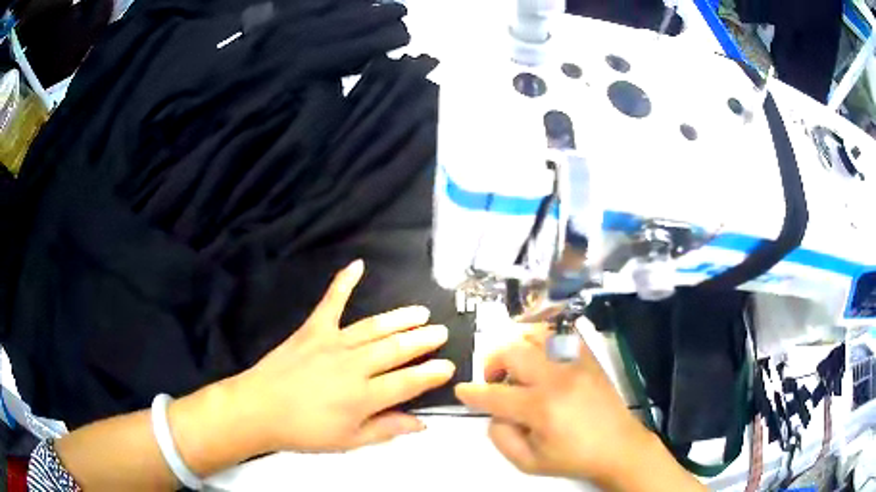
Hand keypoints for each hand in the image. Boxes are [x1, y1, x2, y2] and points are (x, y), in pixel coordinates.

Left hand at [226, 260, 455, 452]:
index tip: (449, 366)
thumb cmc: (304, 431)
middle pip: (396, 349)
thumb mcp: (348, 441)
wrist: (259, 409)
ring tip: (421, 312)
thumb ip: (386, 430)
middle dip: (423, 340)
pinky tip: (358, 265)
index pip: (408, 382)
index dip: (432, 374)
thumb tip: (421, 423)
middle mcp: (354, 365)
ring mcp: (332, 342)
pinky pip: (331, 302)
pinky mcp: (312, 329)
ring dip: (401, 318)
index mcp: (364, 396)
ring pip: (374, 327)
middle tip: (441, 332)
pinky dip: (344, 282)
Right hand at [454, 327, 654, 484]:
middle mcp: (557, 378)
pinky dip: (543, 338)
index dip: (472, 393)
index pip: (495, 394)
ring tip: (517, 366)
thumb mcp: (529, 463)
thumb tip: (494, 412)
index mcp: (541, 408)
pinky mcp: (588, 357)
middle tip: (493, 380)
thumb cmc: (573, 458)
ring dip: (516, 348)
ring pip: (534, 335)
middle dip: (491, 363)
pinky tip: (541, 355)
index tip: (463, 391)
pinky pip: (561, 334)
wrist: (619, 446)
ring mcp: (575, 362)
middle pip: (511, 352)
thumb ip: (501, 437)